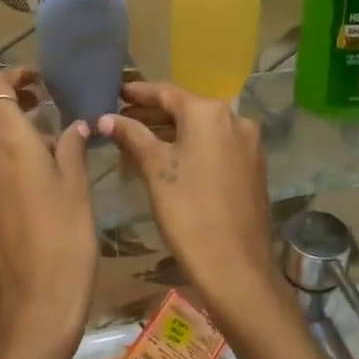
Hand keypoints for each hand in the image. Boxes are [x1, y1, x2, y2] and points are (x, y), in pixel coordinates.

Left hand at [0, 68, 97, 358]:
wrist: (33, 307)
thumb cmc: (65, 240)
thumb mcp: (77, 188)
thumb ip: (71, 147)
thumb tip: (73, 126)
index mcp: (7, 142)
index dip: (13, 76)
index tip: (41, 82)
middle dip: (7, 99)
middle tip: (43, 106)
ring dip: (3, 128)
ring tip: (41, 140)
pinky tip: (28, 175)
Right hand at [98, 81, 292, 338]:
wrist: (236, 267)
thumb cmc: (189, 213)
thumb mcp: (155, 171)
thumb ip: (132, 136)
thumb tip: (105, 118)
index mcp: (210, 113)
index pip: (166, 93)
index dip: (138, 93)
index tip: (115, 92)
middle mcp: (235, 119)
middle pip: (185, 109)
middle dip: (152, 113)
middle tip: (120, 118)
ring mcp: (248, 143)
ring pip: (202, 128)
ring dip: (171, 131)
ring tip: (137, 138)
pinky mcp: (253, 166)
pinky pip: (216, 145)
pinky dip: (191, 146)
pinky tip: (169, 157)